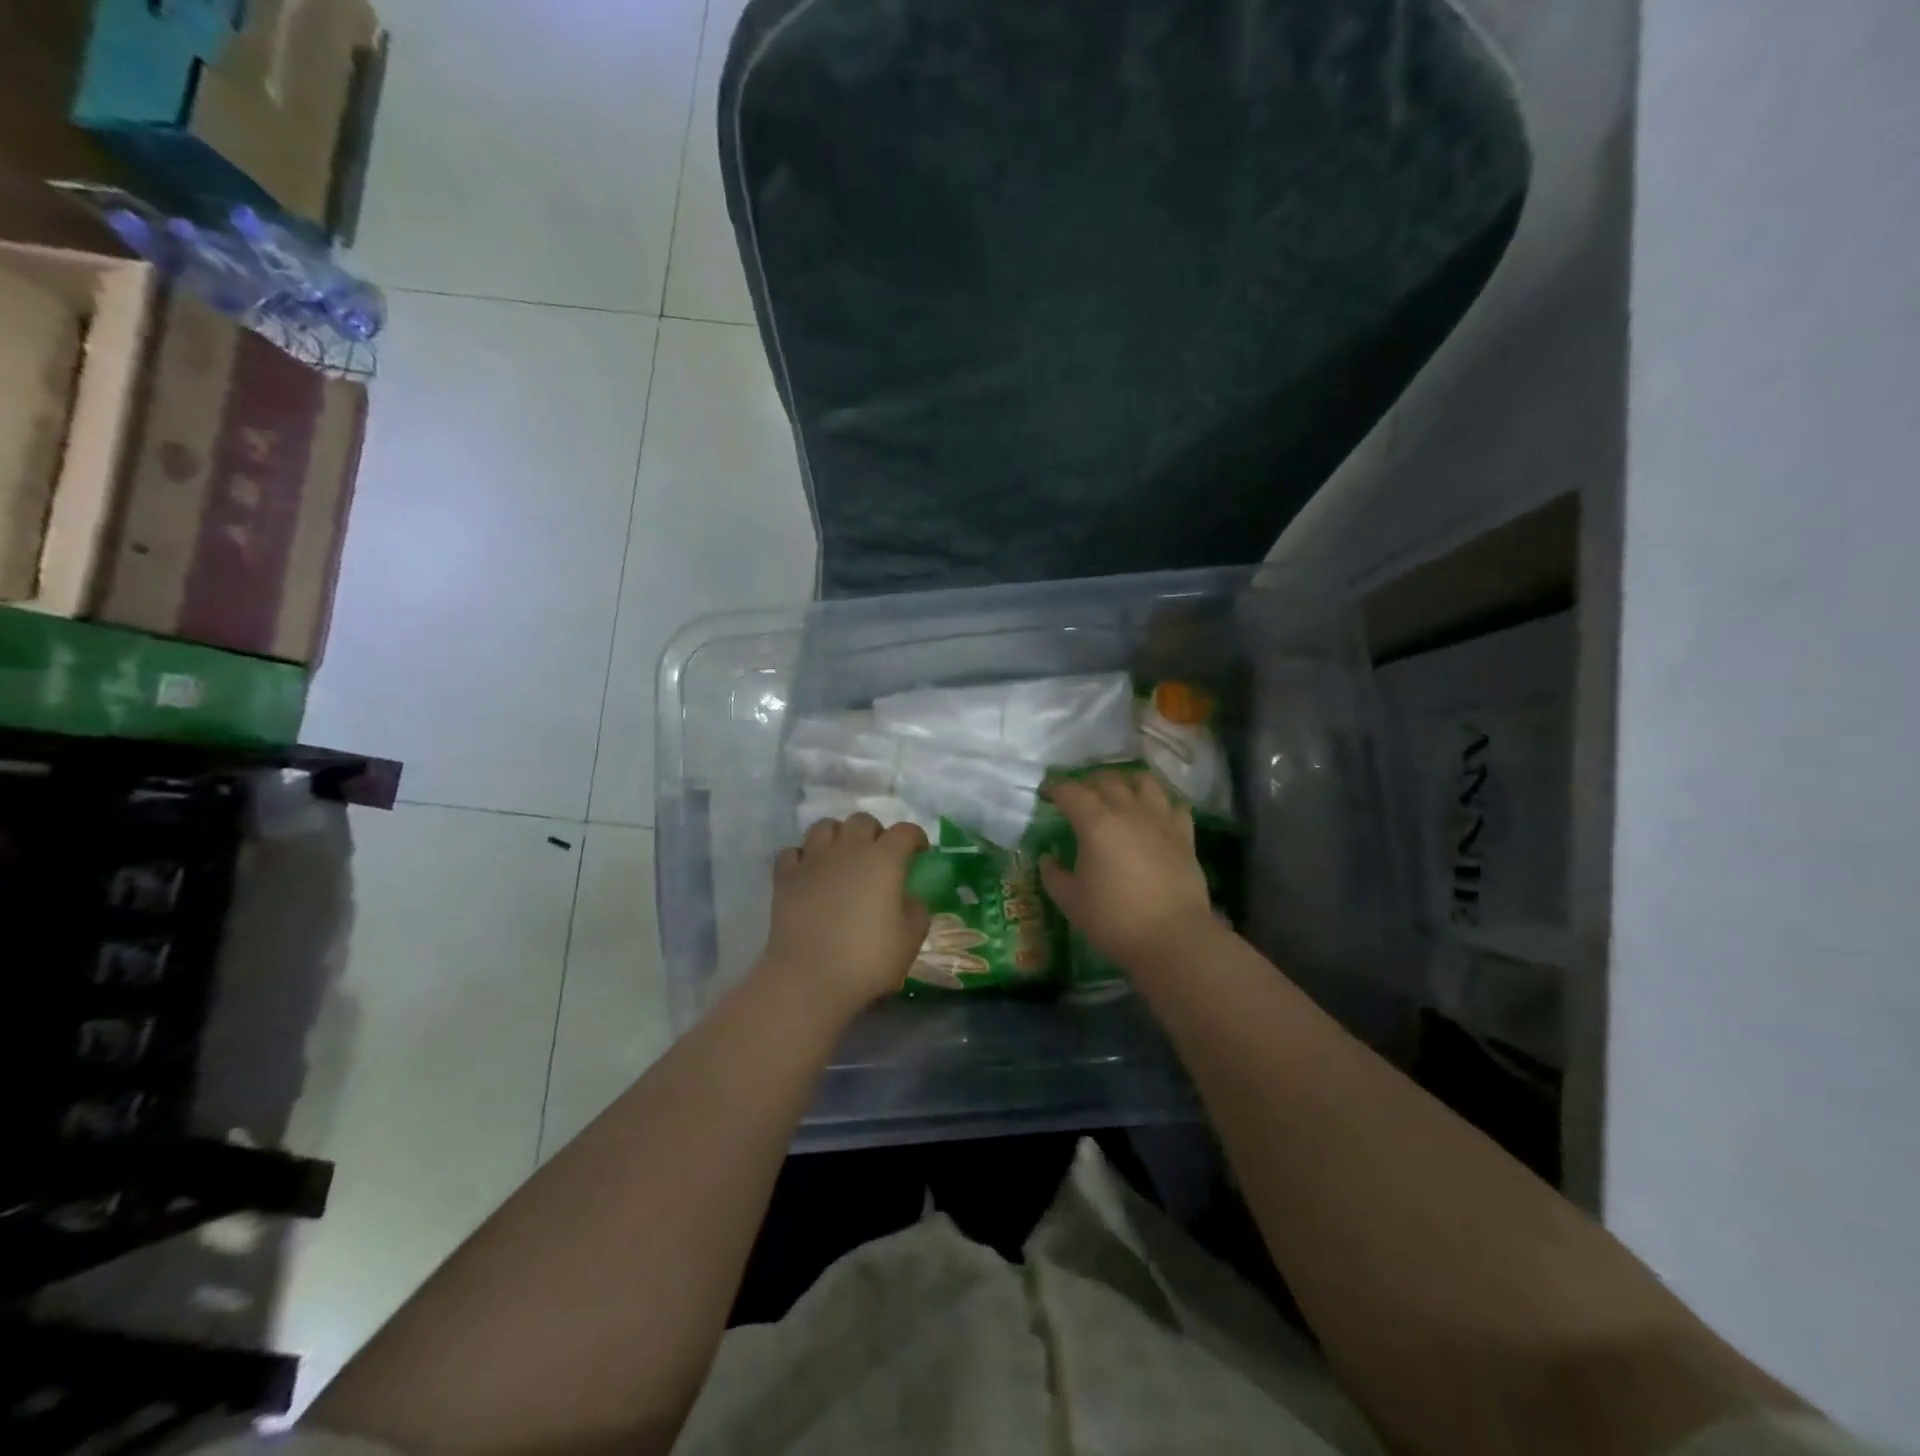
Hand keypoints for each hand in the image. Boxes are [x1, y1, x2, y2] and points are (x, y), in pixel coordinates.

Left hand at [762, 813, 931, 1016]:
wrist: (809, 978)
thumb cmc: (867, 959)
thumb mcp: (910, 940)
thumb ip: (916, 911)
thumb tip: (909, 899)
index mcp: (884, 860)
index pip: (905, 831)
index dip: (915, 837)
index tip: (920, 851)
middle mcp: (848, 850)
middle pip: (862, 821)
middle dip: (874, 832)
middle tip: (879, 855)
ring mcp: (813, 860)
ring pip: (824, 827)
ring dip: (837, 835)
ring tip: (841, 856)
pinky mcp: (786, 877)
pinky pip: (793, 852)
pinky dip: (803, 857)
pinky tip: (809, 872)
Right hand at [1039, 771, 1215, 965]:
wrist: (1173, 939)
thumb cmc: (1114, 920)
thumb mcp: (1071, 901)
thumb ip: (1054, 875)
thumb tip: (1048, 859)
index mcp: (1095, 823)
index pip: (1071, 791)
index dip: (1055, 788)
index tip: (1047, 794)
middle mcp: (1128, 811)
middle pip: (1106, 780)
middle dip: (1088, 782)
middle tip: (1078, 796)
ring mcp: (1160, 820)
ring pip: (1143, 781)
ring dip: (1126, 782)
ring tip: (1118, 793)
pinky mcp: (1184, 835)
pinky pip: (1173, 804)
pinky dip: (1160, 802)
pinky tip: (1154, 813)